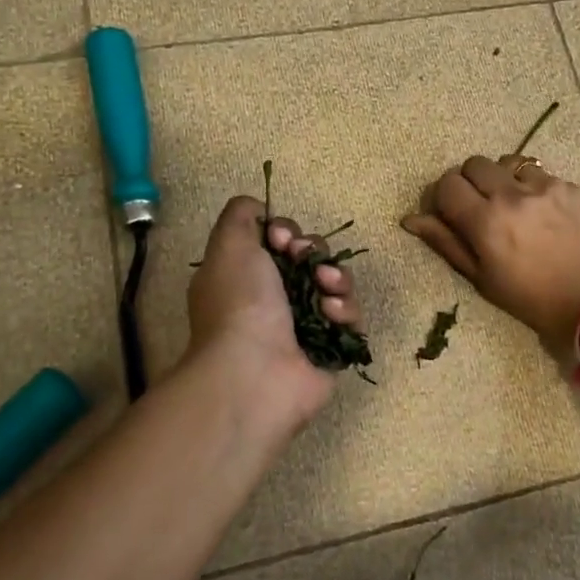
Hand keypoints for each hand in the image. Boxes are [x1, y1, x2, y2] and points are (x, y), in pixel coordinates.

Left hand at [185, 196, 362, 430]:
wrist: (256, 372)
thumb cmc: (240, 305)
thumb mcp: (228, 246)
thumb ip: (241, 216)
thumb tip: (259, 207)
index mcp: (247, 277)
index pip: (279, 242)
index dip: (287, 232)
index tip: (283, 239)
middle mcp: (274, 300)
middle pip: (312, 259)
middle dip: (316, 253)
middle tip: (308, 262)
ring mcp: (304, 326)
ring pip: (336, 286)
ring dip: (337, 279)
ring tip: (327, 290)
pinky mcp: (331, 348)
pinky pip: (351, 317)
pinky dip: (346, 311)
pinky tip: (333, 315)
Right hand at [403, 156, 579, 358]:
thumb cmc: (532, 299)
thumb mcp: (482, 279)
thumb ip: (446, 243)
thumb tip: (411, 219)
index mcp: (485, 221)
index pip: (446, 184)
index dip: (442, 197)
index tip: (449, 214)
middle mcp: (511, 194)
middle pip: (473, 164)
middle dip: (468, 182)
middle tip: (477, 208)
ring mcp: (543, 186)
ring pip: (505, 162)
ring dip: (499, 178)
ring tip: (510, 205)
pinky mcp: (568, 186)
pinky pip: (537, 172)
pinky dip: (529, 186)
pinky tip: (539, 211)